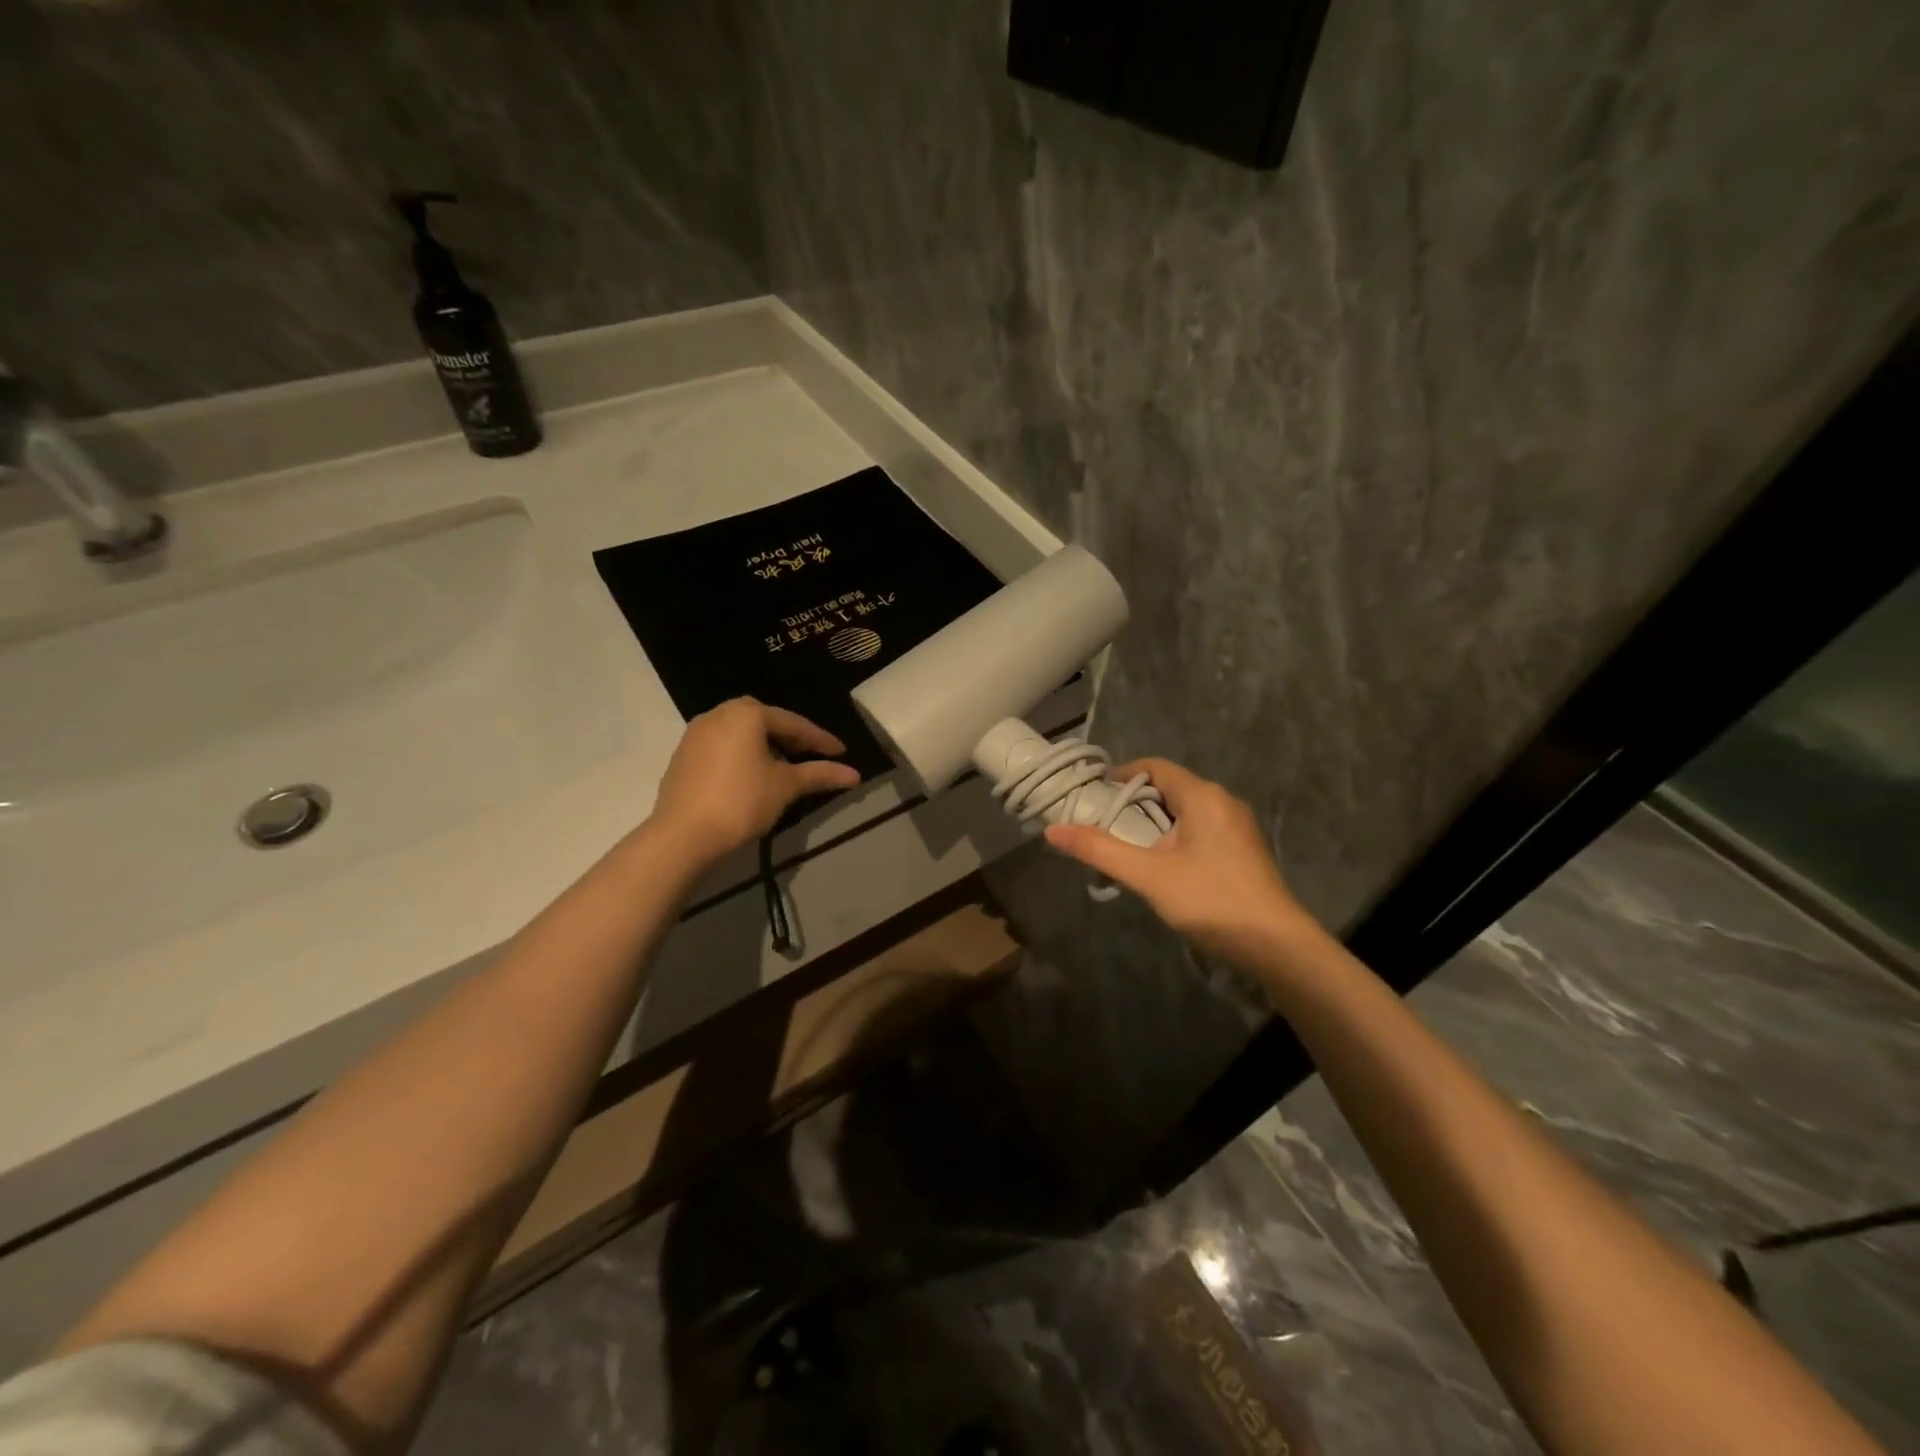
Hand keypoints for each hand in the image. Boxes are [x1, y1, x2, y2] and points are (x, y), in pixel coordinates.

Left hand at [650, 698, 861, 862]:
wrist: (683, 835)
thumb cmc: (741, 802)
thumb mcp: (786, 787)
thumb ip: (820, 775)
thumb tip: (855, 774)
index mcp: (746, 714)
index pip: (793, 723)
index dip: (820, 740)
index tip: (842, 753)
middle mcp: (718, 714)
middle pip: (764, 721)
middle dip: (790, 738)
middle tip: (810, 755)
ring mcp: (696, 735)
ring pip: (741, 733)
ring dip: (764, 745)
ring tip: (783, 768)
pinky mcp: (683, 756)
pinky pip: (722, 747)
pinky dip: (742, 755)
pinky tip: (751, 777)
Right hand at [1044, 758, 1315, 966]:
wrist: (1276, 946)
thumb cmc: (1211, 901)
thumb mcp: (1148, 875)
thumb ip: (1099, 850)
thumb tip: (1053, 830)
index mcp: (1202, 796)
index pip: (1154, 767)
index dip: (1121, 776)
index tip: (1093, 796)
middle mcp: (1223, 801)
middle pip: (1169, 789)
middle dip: (1133, 804)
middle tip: (1102, 827)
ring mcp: (1237, 826)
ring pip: (1184, 812)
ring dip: (1153, 824)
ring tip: (1125, 850)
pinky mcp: (1243, 850)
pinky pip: (1200, 829)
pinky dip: (1174, 838)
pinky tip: (1161, 867)